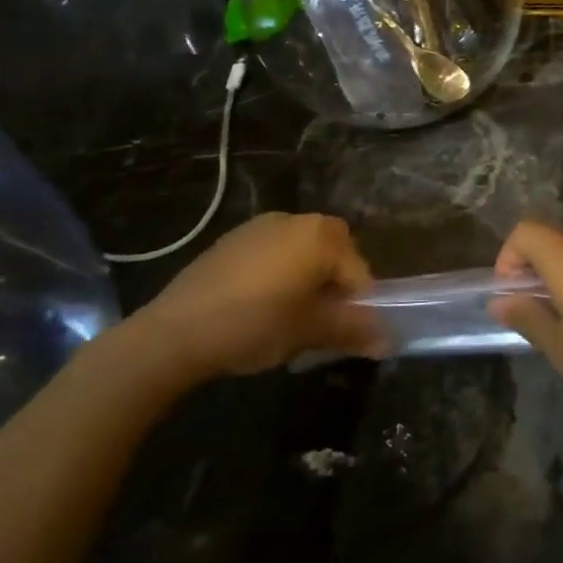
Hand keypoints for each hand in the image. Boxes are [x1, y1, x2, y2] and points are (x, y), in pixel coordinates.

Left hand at [138, 214, 382, 380]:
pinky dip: (278, 275)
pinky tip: (259, 307)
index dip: (359, 306)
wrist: (172, 334)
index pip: (359, 272)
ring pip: (302, 253)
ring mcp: (260, 226)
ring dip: (307, 279)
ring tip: (290, 317)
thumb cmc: (254, 325)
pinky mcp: (232, 240)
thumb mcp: (311, 332)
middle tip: (321, 322)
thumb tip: (389, 342)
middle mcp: (296, 220)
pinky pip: (272, 254)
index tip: (347, 334)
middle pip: (333, 255)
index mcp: (321, 236)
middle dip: (334, 287)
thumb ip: (354, 331)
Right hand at [488, 221, 562, 422]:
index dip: (508, 257)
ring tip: (562, 331)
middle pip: (552, 246)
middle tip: (531, 319)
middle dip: (533, 276)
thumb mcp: (560, 347)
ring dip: (560, 286)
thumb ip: (528, 317)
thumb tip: (501, 300)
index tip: (510, 295)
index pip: (526, 232)